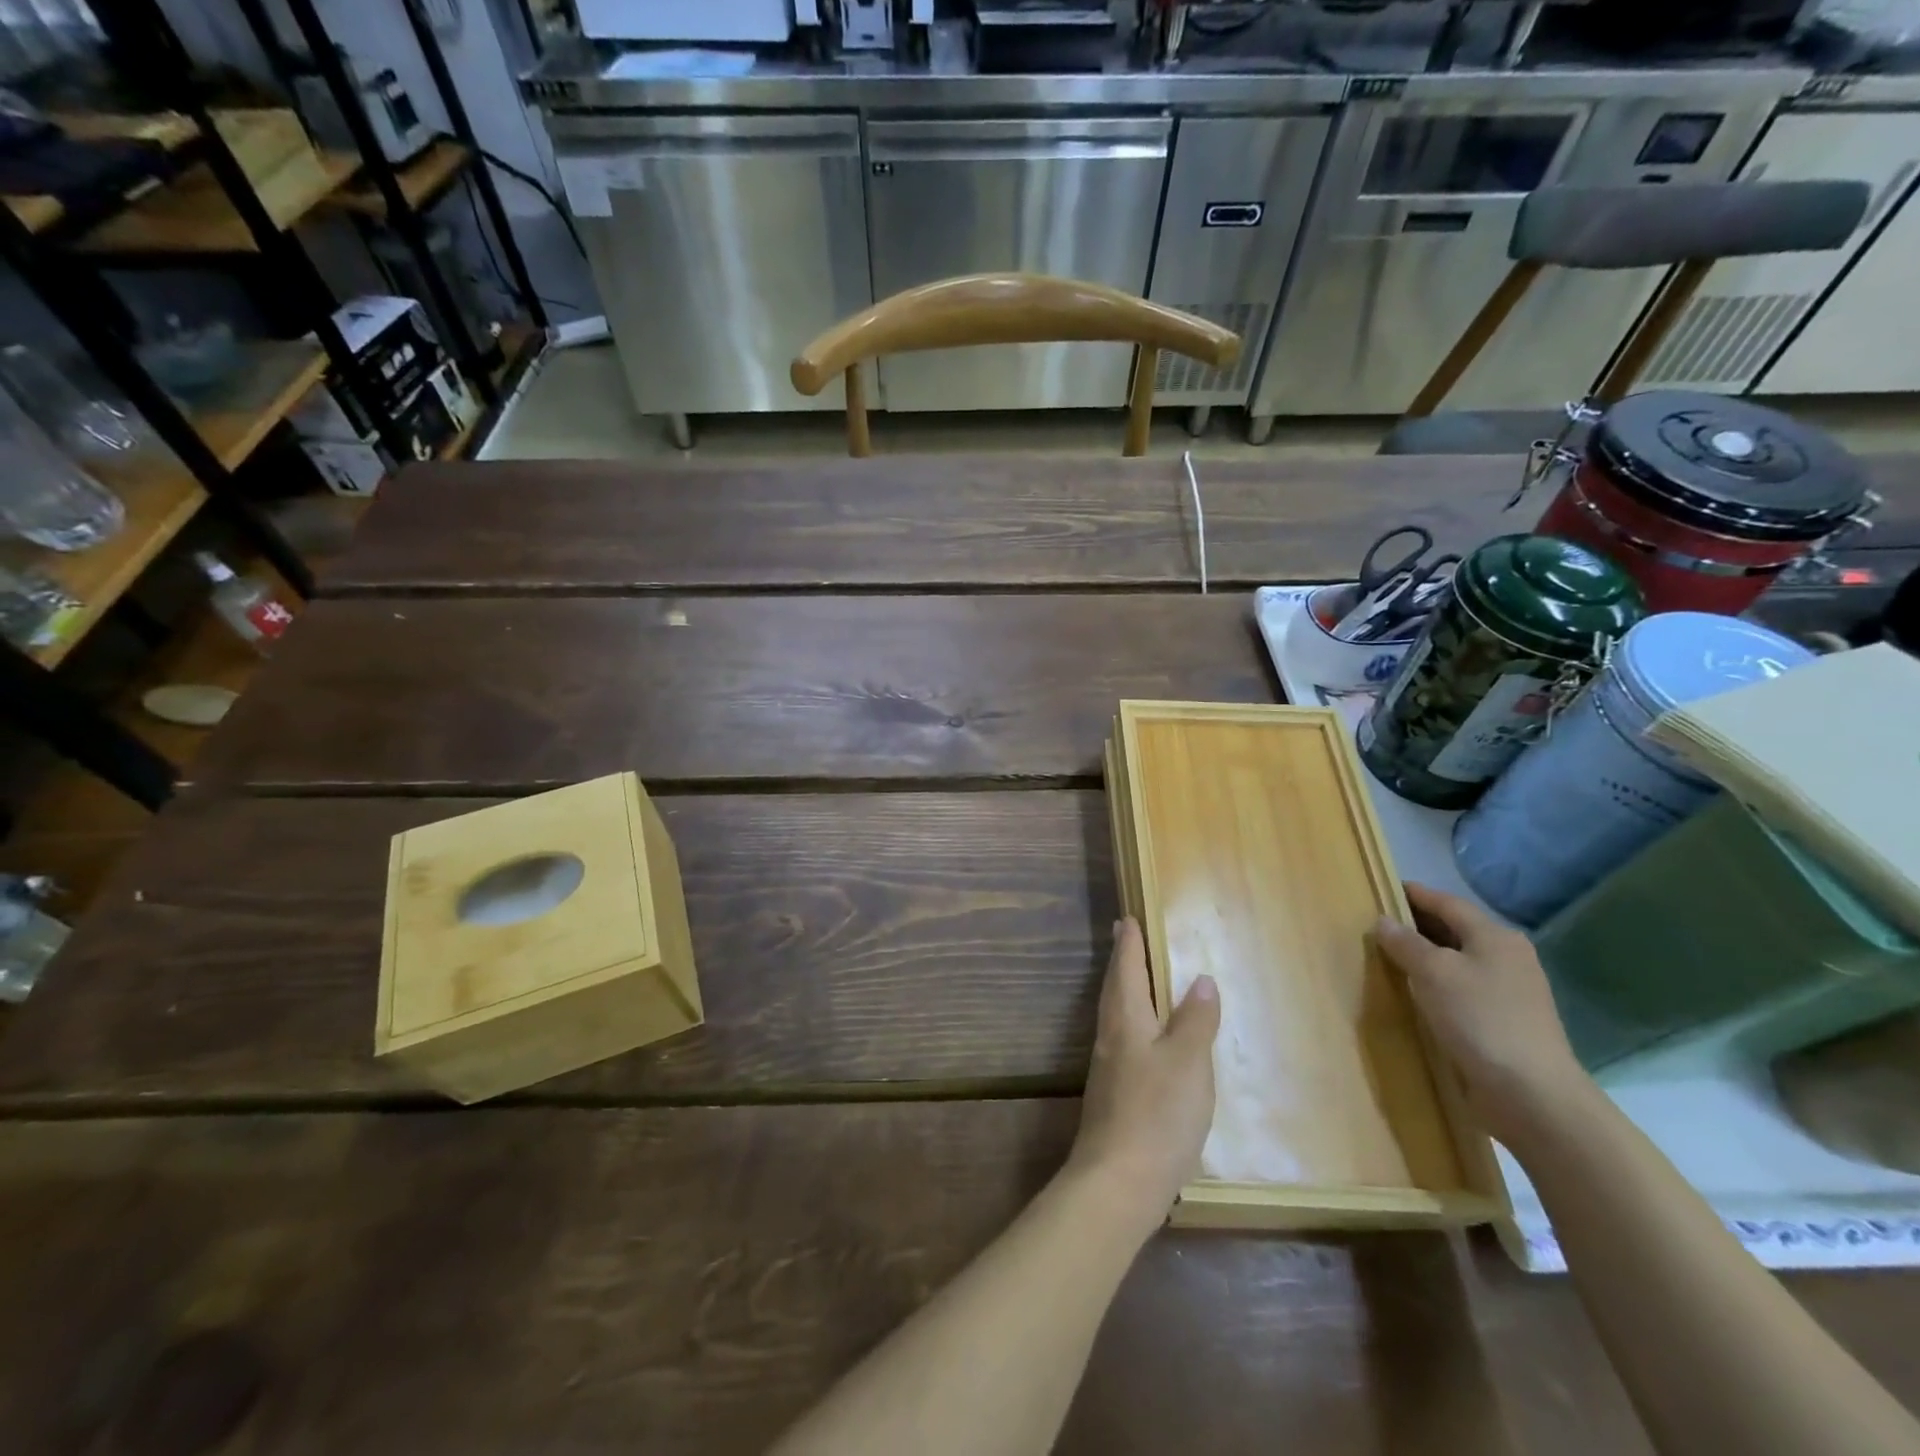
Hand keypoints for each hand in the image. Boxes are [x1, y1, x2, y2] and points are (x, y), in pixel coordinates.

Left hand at [1065, 919, 1219, 1233]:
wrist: (1118, 1181)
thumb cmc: (1157, 1113)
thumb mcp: (1188, 1062)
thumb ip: (1196, 1020)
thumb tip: (1201, 979)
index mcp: (1126, 1020)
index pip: (1125, 969)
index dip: (1128, 943)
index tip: (1126, 918)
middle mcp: (1110, 1037)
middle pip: (1114, 988)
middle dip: (1122, 961)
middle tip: (1125, 937)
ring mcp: (1108, 1068)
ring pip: (1116, 1014)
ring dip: (1125, 990)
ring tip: (1137, 979)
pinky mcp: (1113, 1095)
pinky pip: (1122, 1040)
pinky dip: (1133, 1023)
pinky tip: (1145, 1039)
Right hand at [1374, 883, 1590, 1149]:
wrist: (1532, 1094)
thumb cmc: (1480, 1019)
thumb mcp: (1433, 972)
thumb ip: (1405, 943)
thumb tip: (1384, 921)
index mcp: (1495, 937)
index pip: (1447, 903)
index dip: (1414, 894)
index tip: (1382, 887)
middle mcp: (1507, 957)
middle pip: (1455, 929)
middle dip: (1418, 924)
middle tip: (1378, 923)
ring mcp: (1510, 991)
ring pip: (1459, 960)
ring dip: (1427, 955)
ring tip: (1389, 956)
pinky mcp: (1504, 1020)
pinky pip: (1462, 988)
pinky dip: (1437, 982)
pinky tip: (1416, 992)